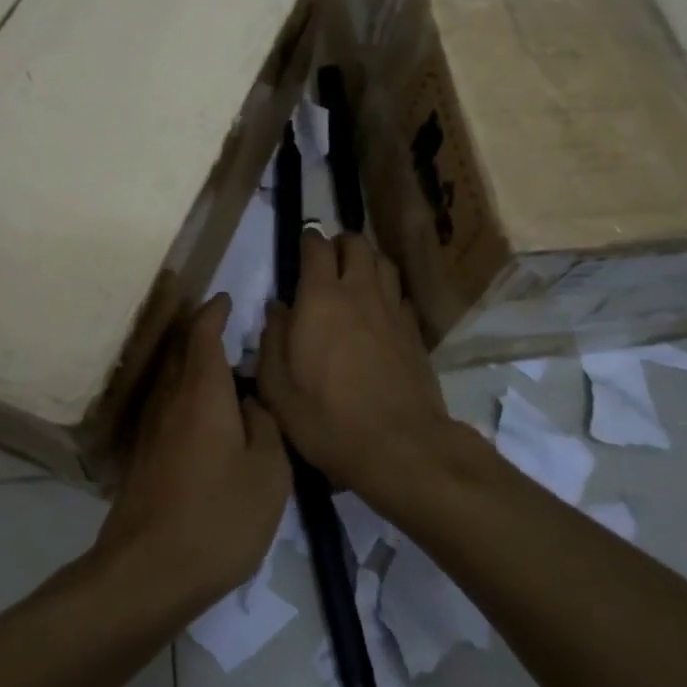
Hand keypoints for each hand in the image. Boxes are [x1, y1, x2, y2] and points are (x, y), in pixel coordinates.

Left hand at [96, 294, 290, 606]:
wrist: (148, 573)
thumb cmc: (219, 517)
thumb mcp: (269, 472)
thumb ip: (265, 426)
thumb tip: (251, 403)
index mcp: (202, 393)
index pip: (203, 334)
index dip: (214, 312)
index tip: (227, 298)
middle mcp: (170, 401)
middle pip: (180, 352)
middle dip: (200, 333)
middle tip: (227, 328)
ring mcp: (150, 430)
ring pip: (170, 381)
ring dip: (191, 365)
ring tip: (221, 370)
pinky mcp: (142, 459)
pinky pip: (166, 409)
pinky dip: (185, 397)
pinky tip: (204, 419)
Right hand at [258, 231, 463, 513]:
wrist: (398, 445)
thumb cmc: (326, 418)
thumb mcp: (277, 387)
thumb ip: (272, 339)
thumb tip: (276, 308)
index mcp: (321, 298)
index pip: (317, 247)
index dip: (308, 240)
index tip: (301, 247)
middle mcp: (360, 292)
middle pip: (356, 244)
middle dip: (340, 243)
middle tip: (327, 260)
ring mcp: (392, 309)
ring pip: (383, 262)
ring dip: (367, 261)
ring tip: (355, 277)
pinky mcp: (414, 331)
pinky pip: (400, 294)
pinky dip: (387, 291)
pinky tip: (379, 311)